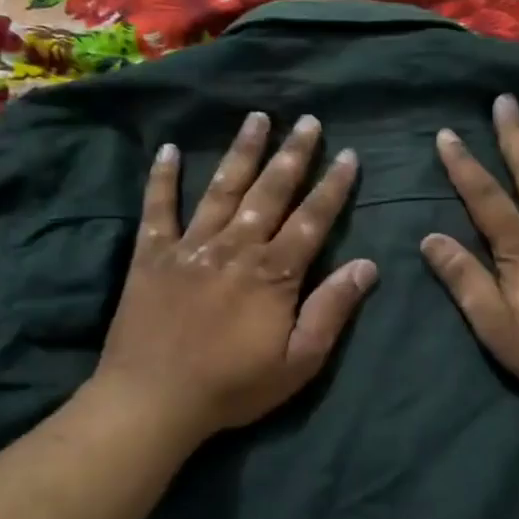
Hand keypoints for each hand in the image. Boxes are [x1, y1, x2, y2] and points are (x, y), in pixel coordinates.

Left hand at [87, 110, 374, 444]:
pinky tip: (167, 150)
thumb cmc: (233, 386)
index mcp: (274, 272)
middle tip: (308, 121)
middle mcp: (235, 247)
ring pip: (221, 189)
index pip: (312, 219)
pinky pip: (157, 210)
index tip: (348, 155)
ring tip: (257, 118)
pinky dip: (161, 179)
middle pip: (270, 192)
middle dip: (293, 155)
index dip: (333, 186)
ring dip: (242, 151)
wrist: (153, 400)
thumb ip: (332, 310)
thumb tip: (367, 265)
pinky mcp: (151, 256)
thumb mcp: (299, 361)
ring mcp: (190, 247)